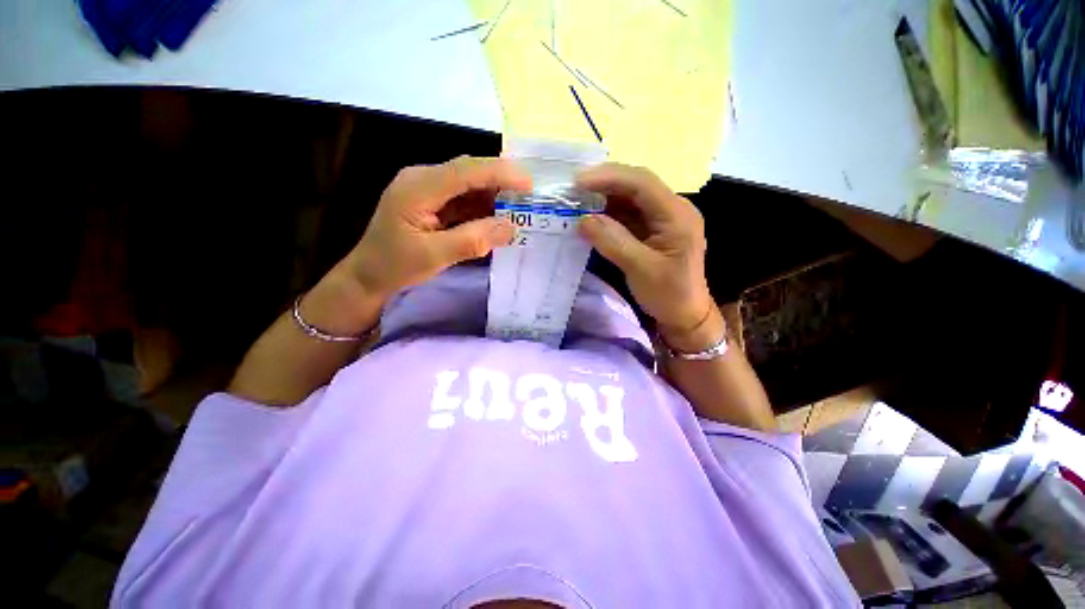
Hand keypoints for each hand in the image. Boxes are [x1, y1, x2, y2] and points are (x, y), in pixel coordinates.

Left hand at [346, 156, 532, 298]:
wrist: (368, 275)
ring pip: (469, 185)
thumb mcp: (434, 256)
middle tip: (530, 197)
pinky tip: (499, 217)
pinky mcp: (433, 202)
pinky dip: (484, 207)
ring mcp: (428, 189)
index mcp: (418, 187)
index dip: (500, 173)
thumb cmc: (395, 266)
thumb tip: (510, 228)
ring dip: (495, 195)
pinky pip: (464, 199)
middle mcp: (423, 179)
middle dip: (501, 181)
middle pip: (469, 172)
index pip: (465, 170)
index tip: (529, 183)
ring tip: (520, 208)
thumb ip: (473, 241)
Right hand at [577, 164, 715, 341]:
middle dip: (604, 183)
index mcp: (677, 215)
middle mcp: (672, 209)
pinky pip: (628, 214)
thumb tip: (583, 220)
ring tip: (577, 200)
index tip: (577, 182)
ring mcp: (662, 219)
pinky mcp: (653, 230)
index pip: (642, 183)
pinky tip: (591, 216)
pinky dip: (608, 214)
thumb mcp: (640, 269)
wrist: (684, 315)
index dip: (608, 178)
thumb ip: (613, 241)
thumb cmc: (669, 294)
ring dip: (604, 198)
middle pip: (636, 185)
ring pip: (630, 198)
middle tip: (573, 188)